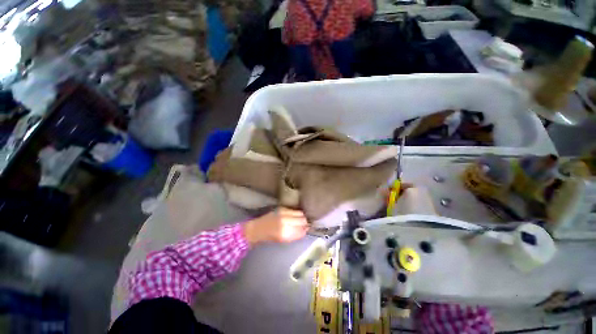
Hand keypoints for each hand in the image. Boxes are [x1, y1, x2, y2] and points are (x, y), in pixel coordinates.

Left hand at [243, 208, 308, 244]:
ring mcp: (284, 213)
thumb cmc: (270, 237)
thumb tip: (305, 229)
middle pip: (303, 220)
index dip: (306, 230)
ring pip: (300, 213)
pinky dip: (297, 213)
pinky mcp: (282, 208)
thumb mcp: (284, 240)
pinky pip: (294, 210)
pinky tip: (295, 215)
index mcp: (285, 233)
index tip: (307, 229)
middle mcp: (286, 222)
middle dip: (305, 223)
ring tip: (301, 219)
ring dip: (302, 217)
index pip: (302, 230)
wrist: (258, 228)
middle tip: (305, 224)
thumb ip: (296, 235)